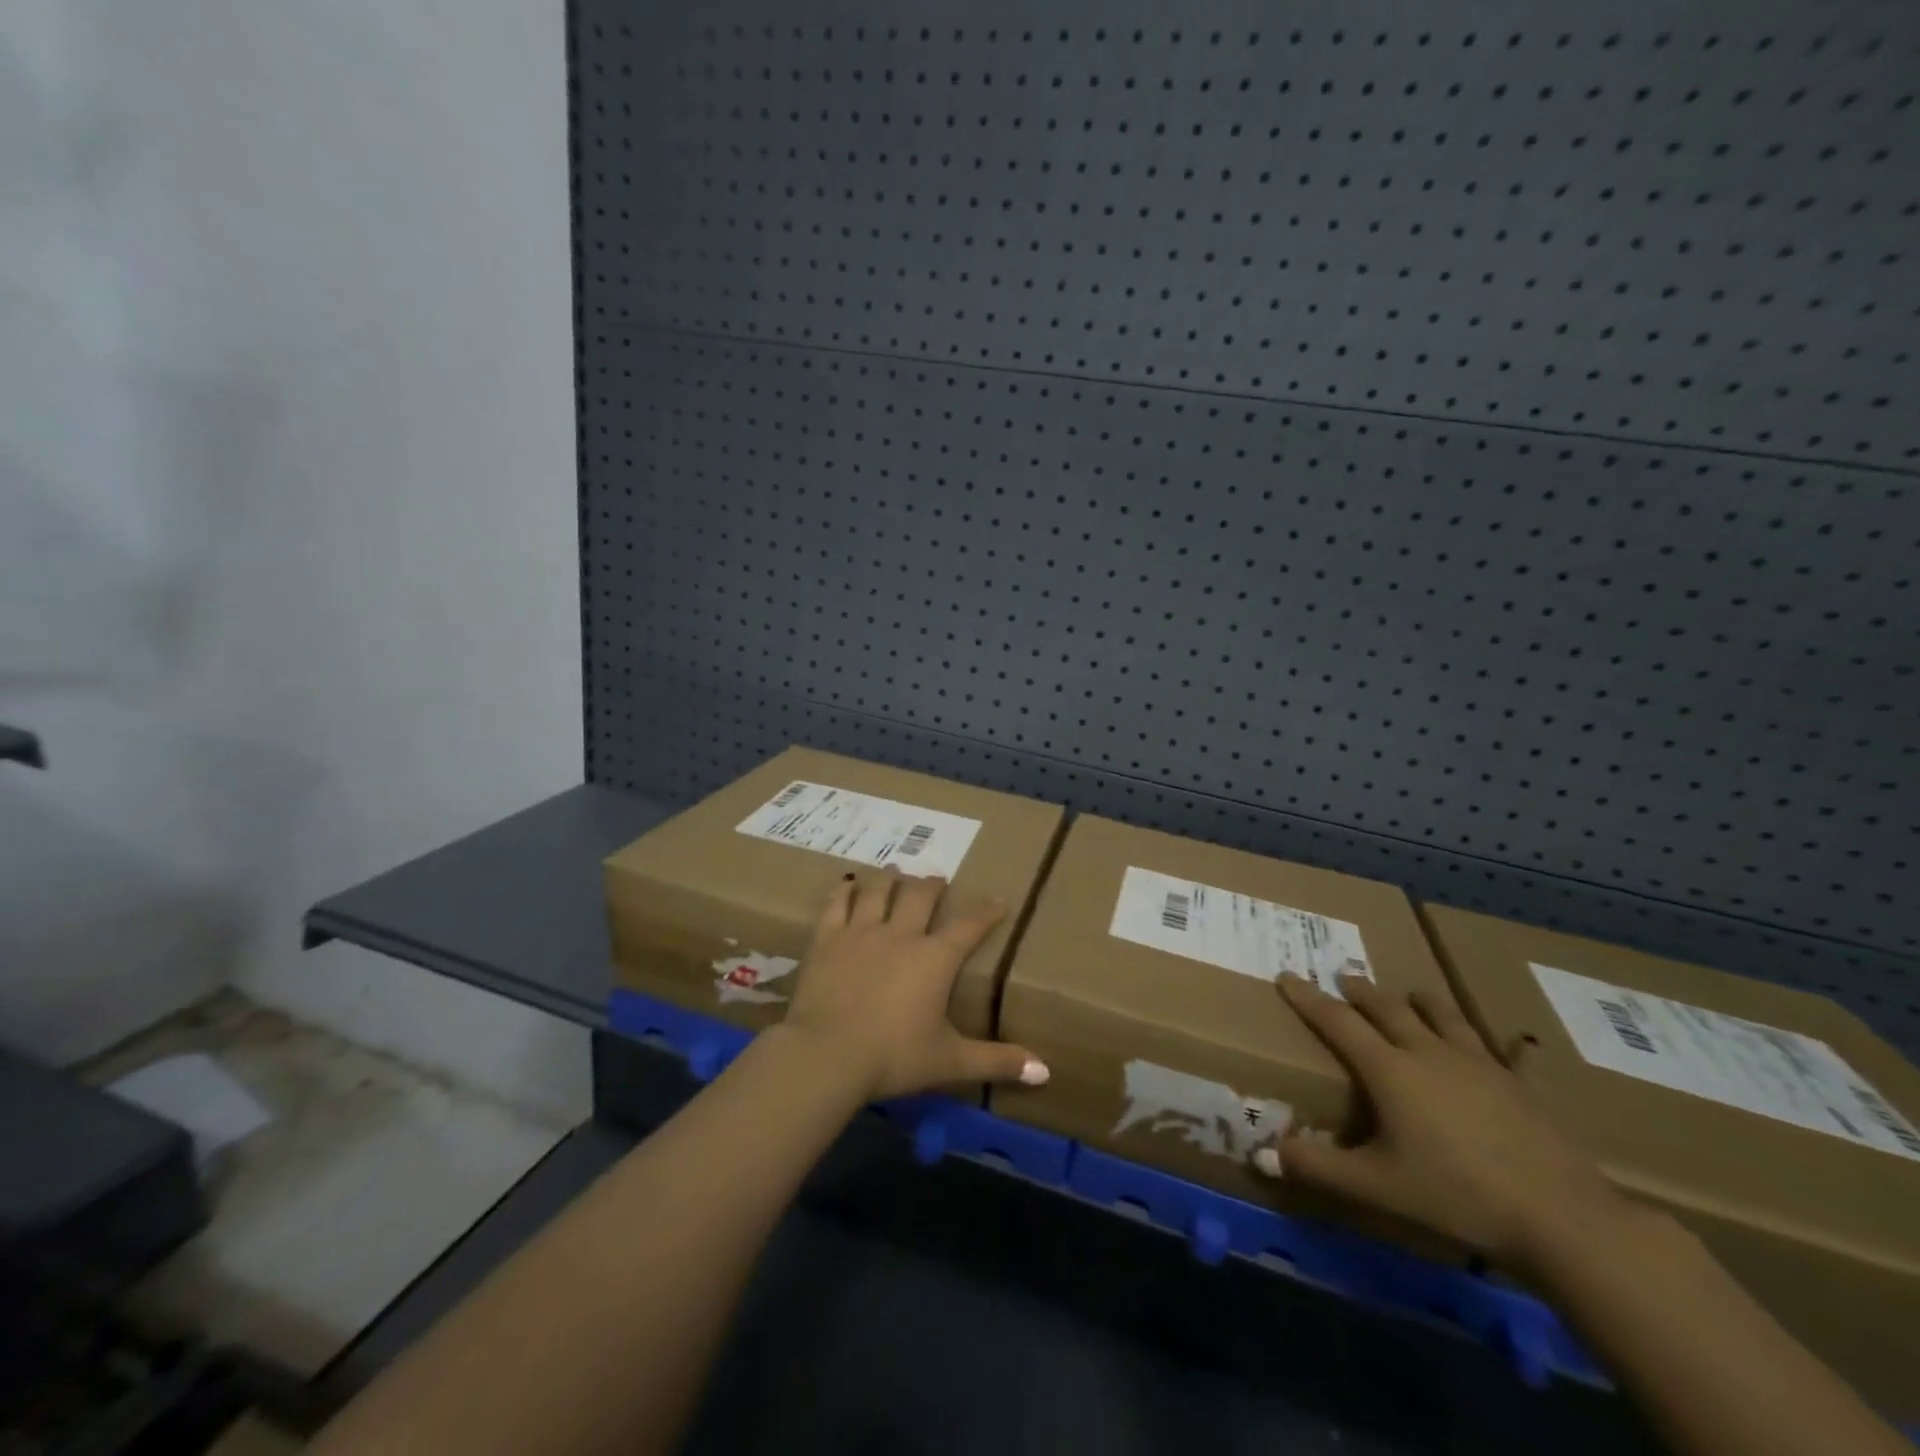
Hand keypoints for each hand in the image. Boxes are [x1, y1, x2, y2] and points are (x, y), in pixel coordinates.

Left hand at [781, 869, 1048, 1100]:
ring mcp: (861, 932)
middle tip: (937, 878)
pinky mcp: (827, 939)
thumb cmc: (894, 1057)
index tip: (998, 900)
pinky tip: (847, 885)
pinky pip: (837, 905)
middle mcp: (901, 934)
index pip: (969, 927)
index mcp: (935, 958)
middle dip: (932, 885)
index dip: (986, 912)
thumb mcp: (950, 1061)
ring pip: (879, 892)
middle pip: (920, 897)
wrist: (827, 1055)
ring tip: (895, 870)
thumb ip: (997, 1061)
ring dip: (890, 879)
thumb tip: (1046, 1072)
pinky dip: (844, 892)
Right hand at [1256, 973, 1628, 1276]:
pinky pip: (1502, 1051)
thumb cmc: (1456, 1195)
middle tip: (1344, 976)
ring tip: (1412, 994)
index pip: (1337, 1021)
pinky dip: (1495, 1042)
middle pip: (1387, 1008)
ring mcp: (1478, 1064)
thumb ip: (1318, 1167)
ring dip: (1420, 1001)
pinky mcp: (1518, 1084)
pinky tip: (1508, 1045)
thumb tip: (1264, 1153)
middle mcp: (1428, 1053)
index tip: (1286, 974)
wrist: (1561, 1217)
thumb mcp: (1376, 1186)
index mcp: (1389, 1070)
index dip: (1308, 997)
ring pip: (1442, 1016)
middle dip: (1361, 991)